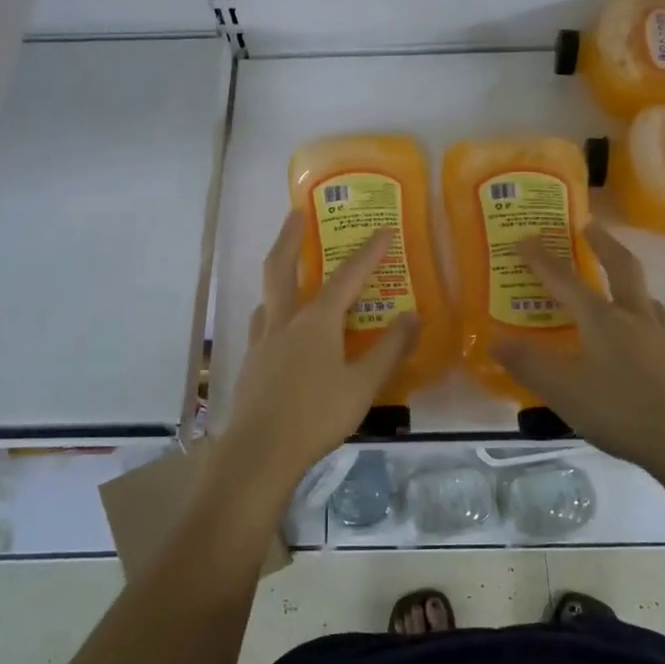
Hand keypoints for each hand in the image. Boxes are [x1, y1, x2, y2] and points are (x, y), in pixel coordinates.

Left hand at [220, 211, 418, 489]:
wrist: (260, 451)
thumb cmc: (317, 416)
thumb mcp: (364, 386)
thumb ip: (390, 350)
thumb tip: (414, 316)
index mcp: (316, 322)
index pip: (347, 277)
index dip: (368, 253)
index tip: (384, 230)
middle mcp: (285, 321)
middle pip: (282, 267)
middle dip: (290, 237)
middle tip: (296, 213)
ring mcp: (262, 340)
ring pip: (268, 295)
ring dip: (278, 274)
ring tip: (289, 272)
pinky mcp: (251, 362)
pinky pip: (262, 323)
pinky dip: (273, 311)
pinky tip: (279, 327)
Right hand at [493, 224, 664, 474]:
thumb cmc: (620, 411)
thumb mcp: (563, 390)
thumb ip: (528, 364)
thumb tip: (495, 341)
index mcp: (603, 320)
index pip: (566, 281)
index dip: (543, 260)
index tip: (526, 237)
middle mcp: (634, 318)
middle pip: (621, 268)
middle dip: (603, 243)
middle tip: (590, 225)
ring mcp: (662, 337)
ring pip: (644, 294)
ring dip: (628, 278)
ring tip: (616, 280)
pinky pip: (658, 322)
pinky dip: (643, 313)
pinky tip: (642, 332)